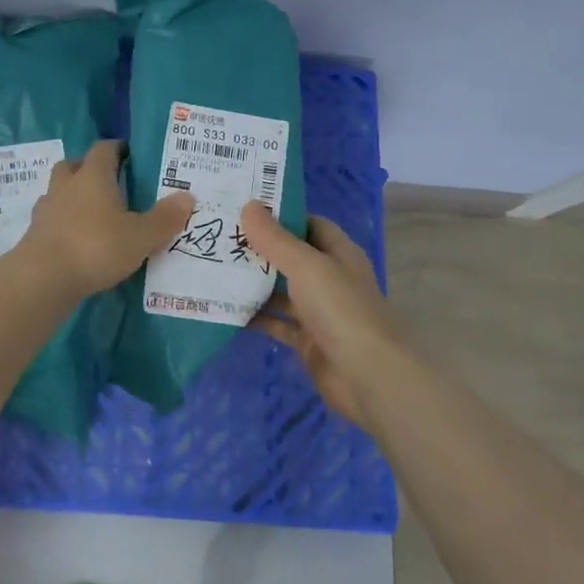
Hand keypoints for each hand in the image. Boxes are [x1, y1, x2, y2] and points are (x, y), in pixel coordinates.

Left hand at [19, 140, 193, 296]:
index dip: (117, 148)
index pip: (104, 149)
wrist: (43, 277)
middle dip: (89, 170)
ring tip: (93, 214)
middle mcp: (66, 185)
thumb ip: (164, 218)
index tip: (130, 155)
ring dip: (73, 197)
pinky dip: (64, 223)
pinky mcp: (34, 233)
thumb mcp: (140, 236)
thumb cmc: (96, 246)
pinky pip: (52, 219)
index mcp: (93, 176)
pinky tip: (77, 239)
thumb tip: (188, 197)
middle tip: (109, 183)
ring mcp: (46, 209)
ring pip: (59, 192)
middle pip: (74, 165)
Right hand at [239, 202, 404, 428]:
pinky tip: (226, 308)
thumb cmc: (341, 310)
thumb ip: (275, 239)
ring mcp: (319, 312)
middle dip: (259, 249)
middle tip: (220, 237)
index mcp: (338, 254)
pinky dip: (256, 317)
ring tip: (215, 269)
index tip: (243, 209)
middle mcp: (330, 279)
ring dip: (254, 283)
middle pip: (291, 257)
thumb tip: (249, 205)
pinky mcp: (308, 340)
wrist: (369, 377)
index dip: (280, 215)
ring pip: (281, 290)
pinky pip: (277, 323)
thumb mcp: (306, 266)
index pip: (308, 224)